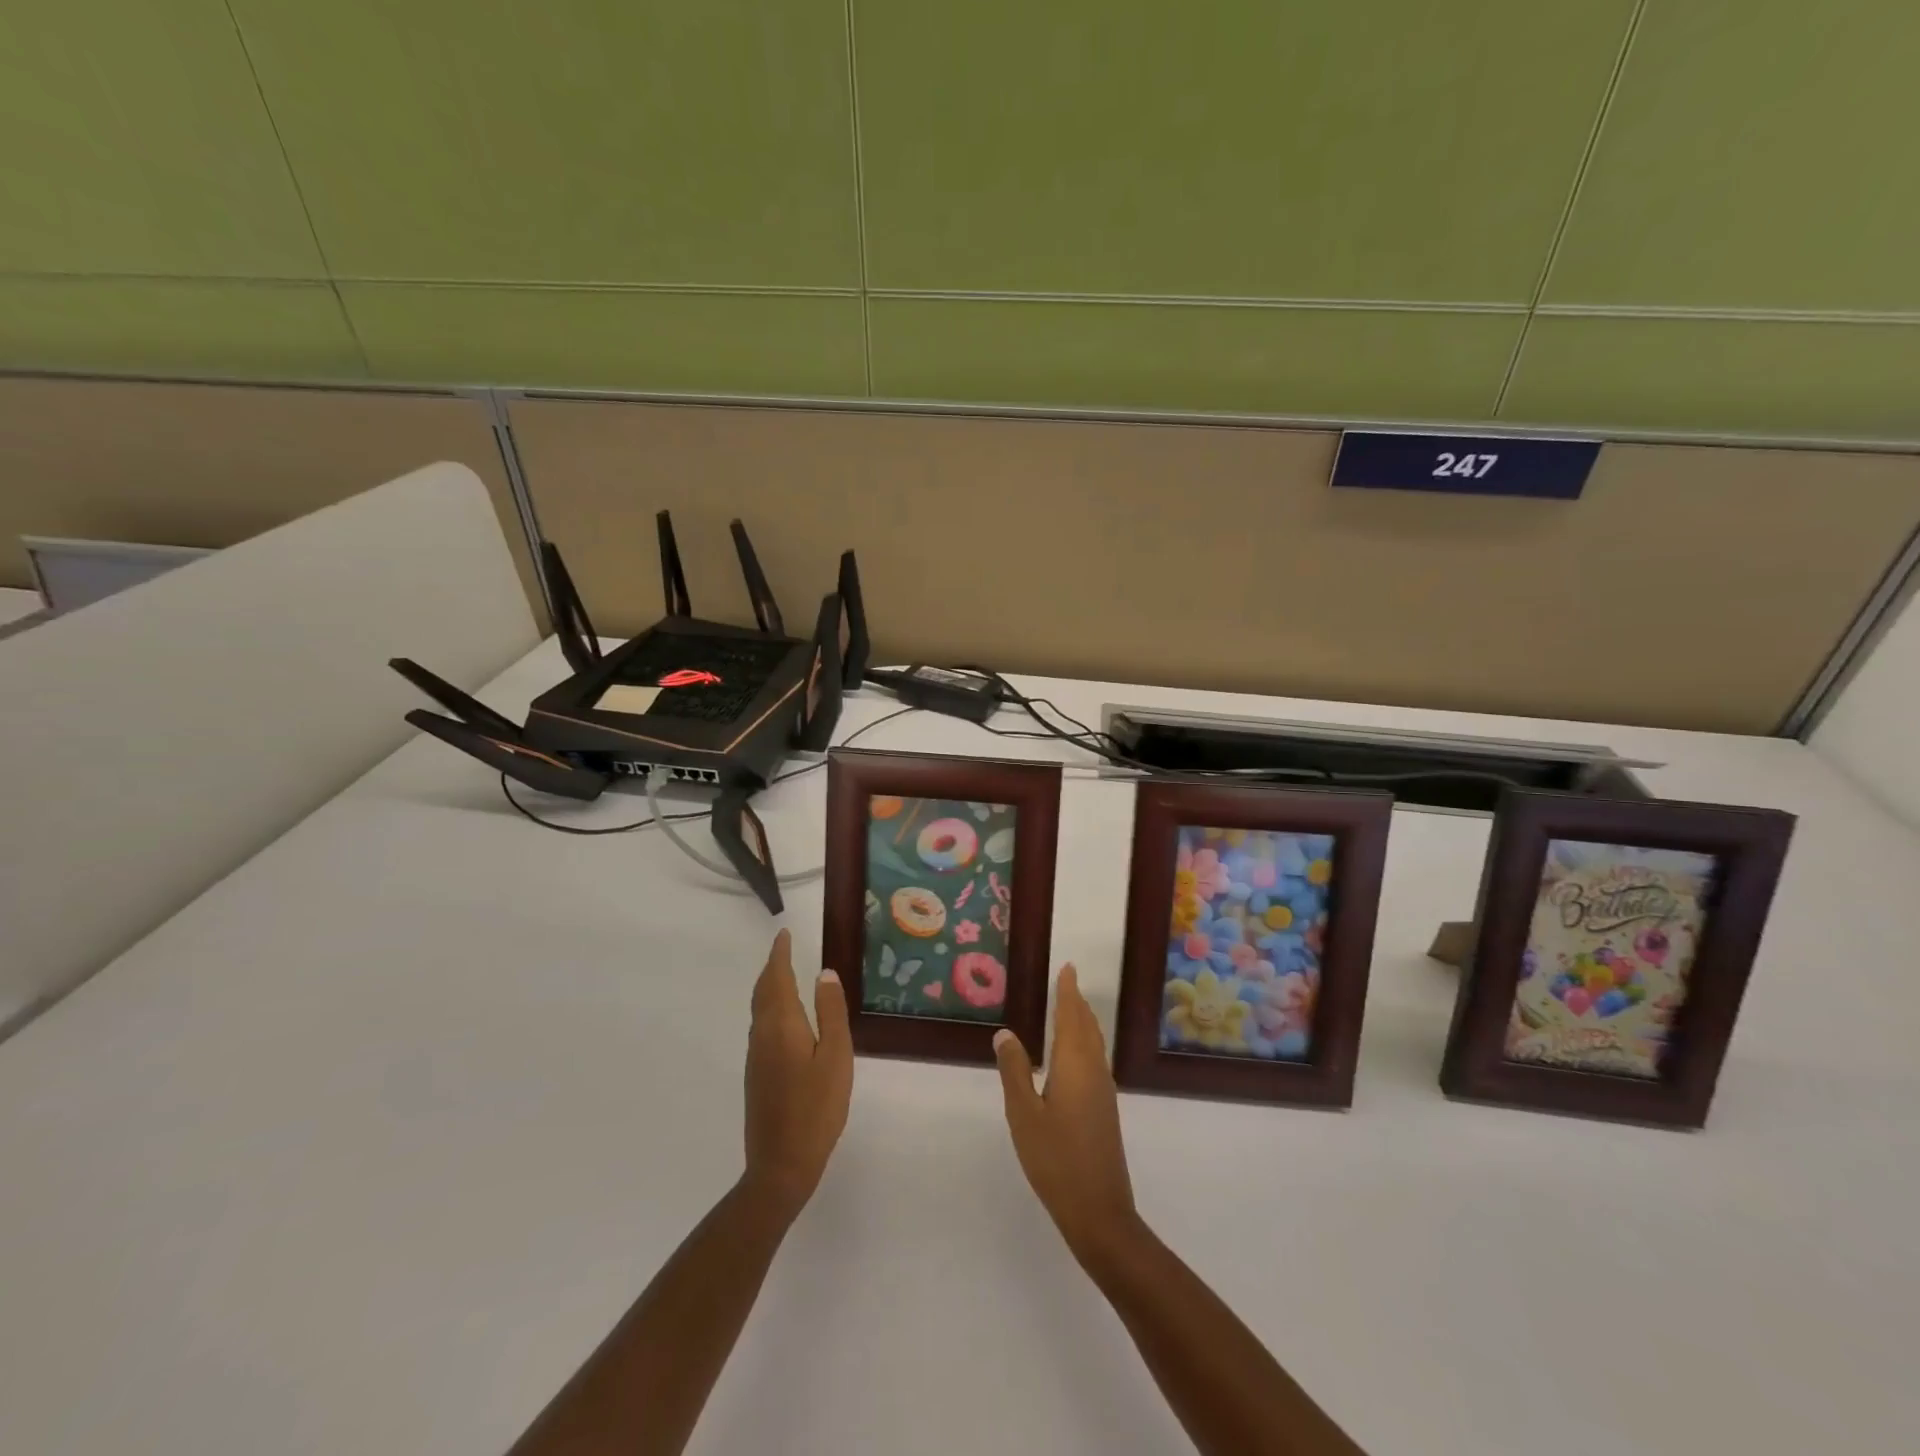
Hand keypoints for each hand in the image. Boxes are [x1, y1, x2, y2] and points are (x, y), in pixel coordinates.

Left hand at [743, 930, 852, 1222]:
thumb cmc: (816, 1108)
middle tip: (784, 948)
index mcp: (781, 1025)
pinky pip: (761, 1026)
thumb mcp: (836, 1057)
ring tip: (785, 974)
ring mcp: (756, 1057)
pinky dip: (770, 1007)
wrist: (780, 1164)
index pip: (777, 978)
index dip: (780, 954)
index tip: (784, 934)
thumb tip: (824, 973)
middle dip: (772, 967)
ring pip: (759, 1009)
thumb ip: (831, 1013)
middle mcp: (762, 1035)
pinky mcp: (756, 1074)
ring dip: (769, 986)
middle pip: (763, 991)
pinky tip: (784, 1017)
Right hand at [994, 964, 1138, 1261]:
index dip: (1068, 991)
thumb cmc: (1056, 1159)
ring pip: (1094, 1044)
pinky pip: (1095, 1060)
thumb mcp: (1024, 1114)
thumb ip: (1014, 1071)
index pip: (1071, 1016)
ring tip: (1071, 1009)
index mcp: (1075, 1065)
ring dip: (1083, 1022)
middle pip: (1087, 1026)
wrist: (1099, 1211)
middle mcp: (1094, 1071)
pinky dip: (1085, 1043)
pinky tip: (1075, 1056)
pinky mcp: (1105, 1110)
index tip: (1068, 968)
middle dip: (1076, 1002)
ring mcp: (1104, 1091)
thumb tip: (1006, 1033)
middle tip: (1067, 981)